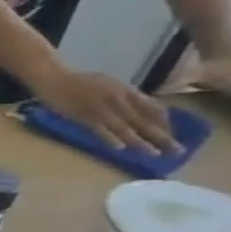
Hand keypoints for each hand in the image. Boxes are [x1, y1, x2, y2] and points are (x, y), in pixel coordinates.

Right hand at [32, 67, 177, 153]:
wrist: (52, 77)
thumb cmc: (77, 80)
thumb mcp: (108, 83)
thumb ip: (122, 96)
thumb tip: (137, 109)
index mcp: (127, 91)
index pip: (154, 109)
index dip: (164, 124)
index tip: (170, 136)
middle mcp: (119, 100)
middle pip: (145, 121)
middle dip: (162, 136)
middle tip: (177, 151)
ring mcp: (101, 108)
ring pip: (125, 127)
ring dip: (140, 142)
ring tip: (154, 154)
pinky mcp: (83, 115)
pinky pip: (99, 129)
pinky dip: (109, 138)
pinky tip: (119, 148)